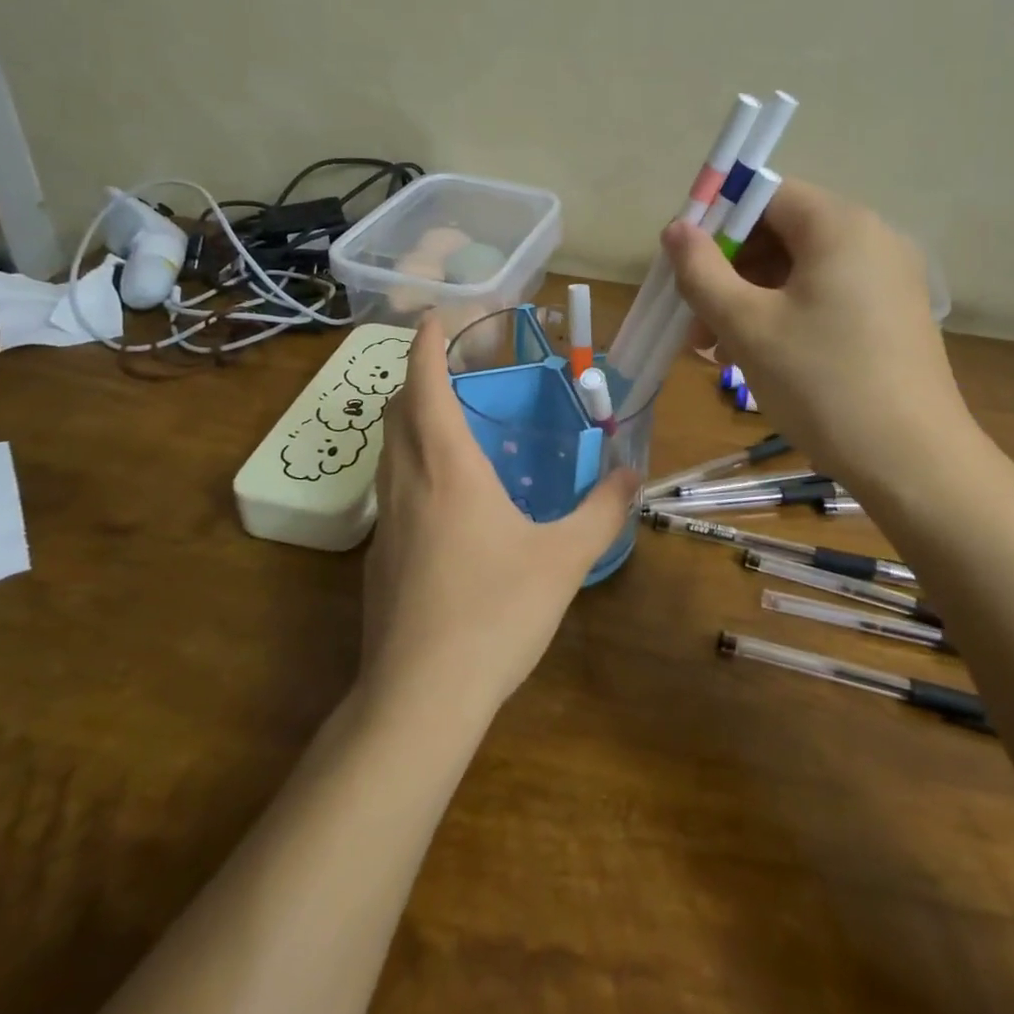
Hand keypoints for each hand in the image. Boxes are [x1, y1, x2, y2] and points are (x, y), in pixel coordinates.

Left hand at [361, 316, 639, 721]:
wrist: (420, 696)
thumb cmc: (494, 612)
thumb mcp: (563, 558)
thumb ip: (602, 511)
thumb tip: (634, 474)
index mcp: (447, 466)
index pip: (425, 384)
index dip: (428, 344)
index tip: (435, 318)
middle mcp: (407, 481)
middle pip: (398, 410)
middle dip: (417, 377)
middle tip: (452, 369)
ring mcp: (386, 521)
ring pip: (388, 449)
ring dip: (409, 420)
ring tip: (448, 421)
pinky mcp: (379, 555)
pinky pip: (390, 487)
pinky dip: (410, 464)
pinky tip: (443, 496)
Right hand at [663, 178, 974, 482]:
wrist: (912, 463)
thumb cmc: (821, 384)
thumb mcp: (747, 326)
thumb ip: (702, 271)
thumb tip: (675, 228)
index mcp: (839, 226)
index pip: (765, 196)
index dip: (716, 224)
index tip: (684, 267)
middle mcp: (871, 239)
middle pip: (781, 234)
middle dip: (728, 273)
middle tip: (694, 323)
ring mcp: (887, 279)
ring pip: (799, 272)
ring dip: (750, 301)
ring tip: (717, 352)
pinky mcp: (892, 316)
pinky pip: (825, 298)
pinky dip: (785, 317)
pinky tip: (758, 358)